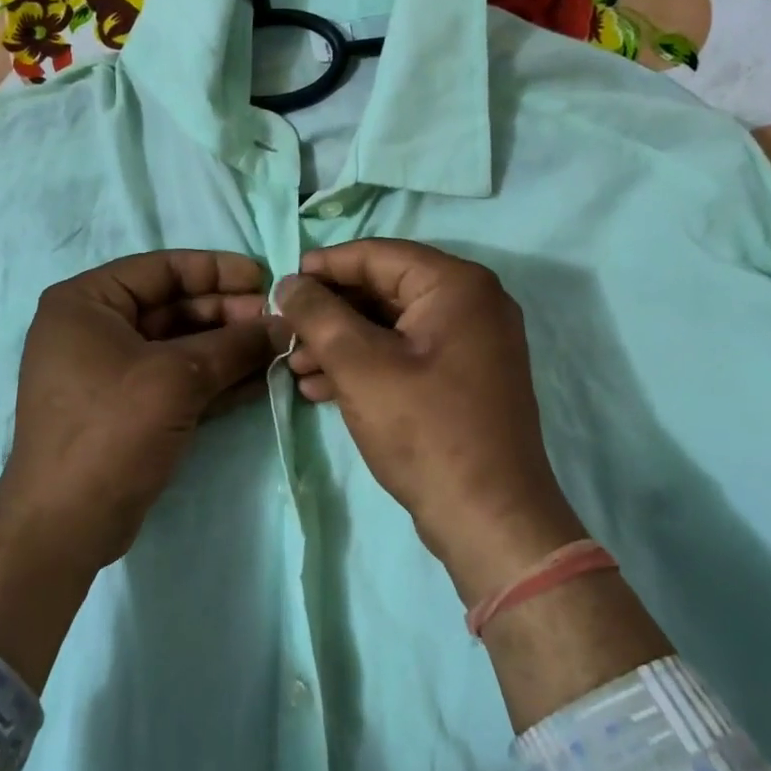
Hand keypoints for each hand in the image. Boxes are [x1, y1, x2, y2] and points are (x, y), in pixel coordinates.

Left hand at [0, 249, 286, 571]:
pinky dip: (215, 378)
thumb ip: (235, 345)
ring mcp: (109, 371)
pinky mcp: (127, 408)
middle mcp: (93, 329)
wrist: (67, 523)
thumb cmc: (112, 430)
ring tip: (276, 349)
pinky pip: (176, 379)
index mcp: (86, 302)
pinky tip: (259, 379)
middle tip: (276, 324)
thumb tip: (285, 326)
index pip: (161, 268)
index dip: (217, 270)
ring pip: (179, 345)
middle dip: (227, 314)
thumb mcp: (177, 378)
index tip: (265, 280)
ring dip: (227, 347)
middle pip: (172, 306)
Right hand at [273, 240, 582, 603]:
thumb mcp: (359, 365)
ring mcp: (472, 343)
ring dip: (340, 344)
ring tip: (295, 369)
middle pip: (384, 290)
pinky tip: (323, 390)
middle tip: (285, 333)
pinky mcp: (464, 379)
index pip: (378, 255)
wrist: (488, 516)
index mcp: (457, 285)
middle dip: (329, 314)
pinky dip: (366, 367)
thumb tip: (289, 282)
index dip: (325, 266)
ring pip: (391, 327)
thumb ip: (318, 314)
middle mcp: (472, 304)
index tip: (282, 284)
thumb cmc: (424, 429)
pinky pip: (407, 355)